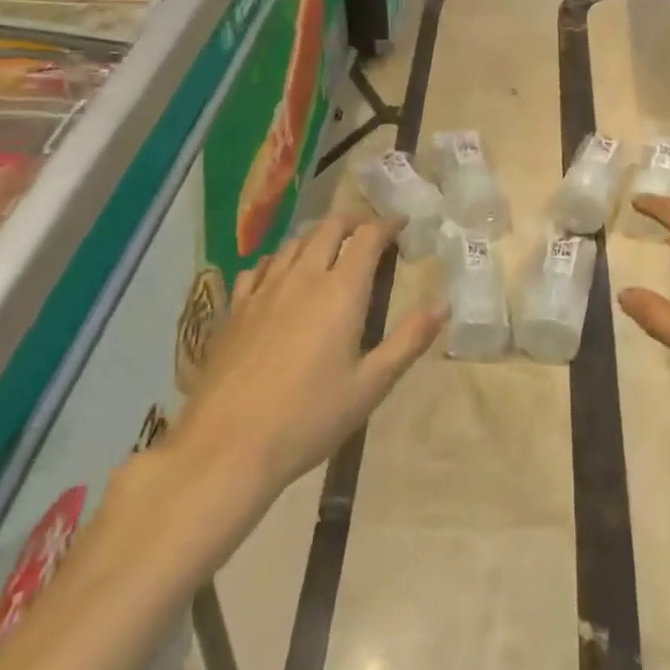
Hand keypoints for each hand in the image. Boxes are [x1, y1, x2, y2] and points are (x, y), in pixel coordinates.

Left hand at [157, 215, 445, 540]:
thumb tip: (443, 304)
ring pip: (293, 242)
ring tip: (330, 248)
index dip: (387, 225)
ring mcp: (264, 290)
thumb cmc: (308, 418)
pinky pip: (259, 267)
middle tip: (369, 233)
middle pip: (329, 228)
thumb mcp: (371, 385)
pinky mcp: (235, 309)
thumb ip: (408, 340)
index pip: (367, 237)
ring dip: (318, 236)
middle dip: (353, 222)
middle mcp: (303, 277)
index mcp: (341, 291)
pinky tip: (280, 275)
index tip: (401, 224)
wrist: (227, 447)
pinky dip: (279, 259)